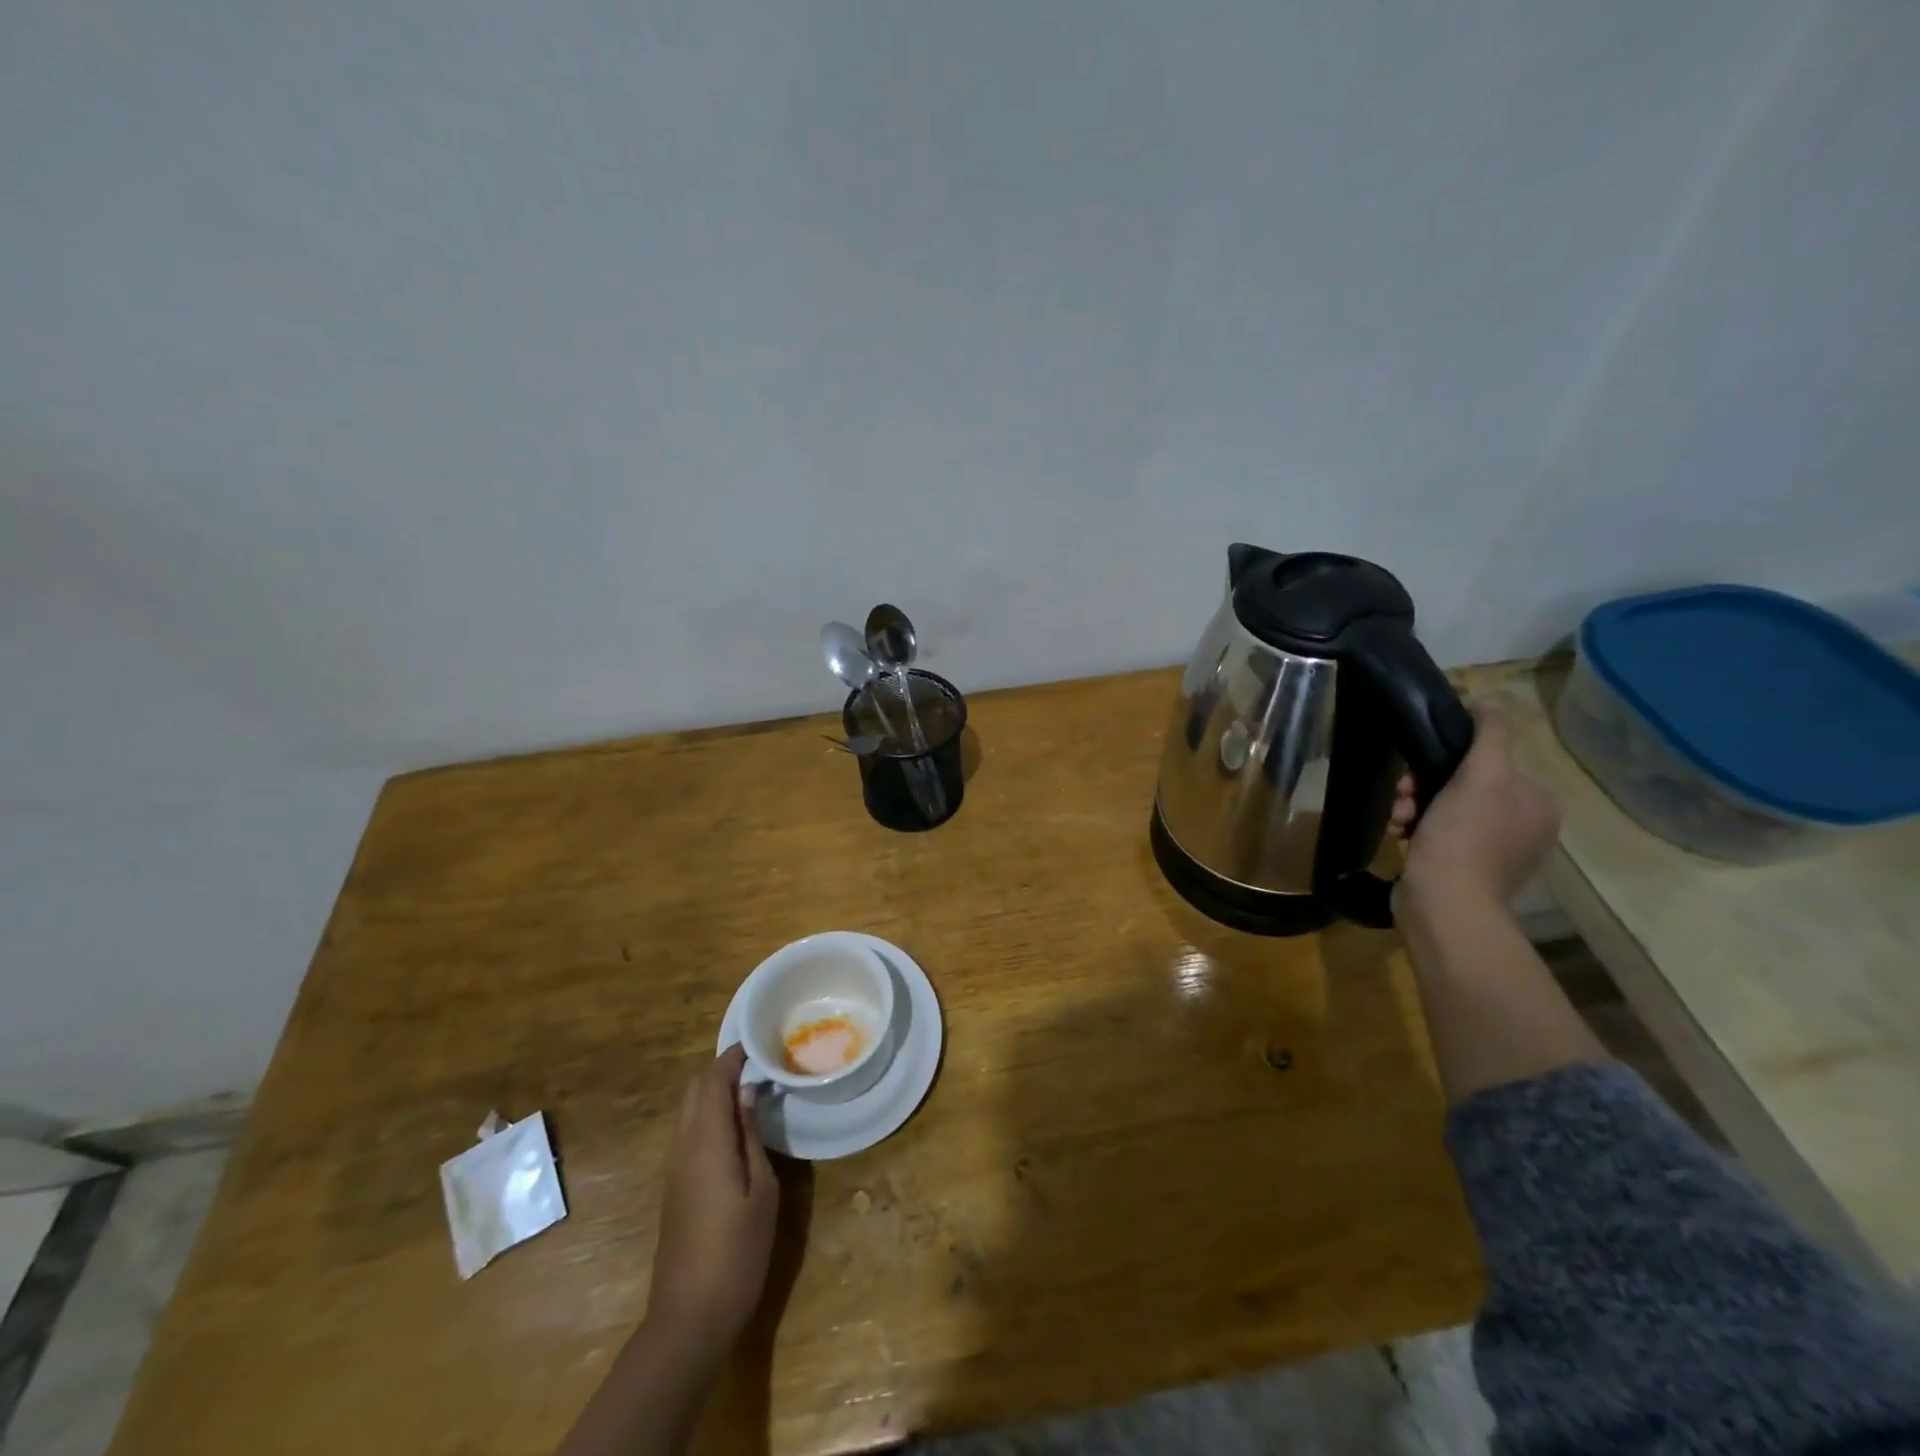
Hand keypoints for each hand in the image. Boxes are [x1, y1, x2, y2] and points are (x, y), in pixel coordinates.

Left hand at [644, 1046, 778, 1364]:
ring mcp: (673, 1167)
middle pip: (694, 1090)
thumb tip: (748, 1092)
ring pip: (688, 1109)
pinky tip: (735, 1126)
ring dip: (713, 1090)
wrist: (689, 1317)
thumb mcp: (762, 1190)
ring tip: (752, 1088)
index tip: (761, 1044)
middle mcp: (682, 1146)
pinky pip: (688, 1131)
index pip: (712, 1080)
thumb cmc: (737, 1252)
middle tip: (759, 1064)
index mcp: (705, 1141)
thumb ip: (751, 1135)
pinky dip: (708, 1114)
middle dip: (722, 1069)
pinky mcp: (674, 1186)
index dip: (733, 1057)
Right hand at [1388, 705, 1560, 910]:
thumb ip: (1490, 734)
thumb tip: (1489, 701)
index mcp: (1537, 802)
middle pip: (1462, 783)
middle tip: (1402, 797)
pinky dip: (1415, 828)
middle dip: (1423, 785)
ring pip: (1443, 806)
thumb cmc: (1463, 836)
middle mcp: (1522, 824)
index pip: (1489, 759)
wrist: (1443, 903)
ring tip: (1398, 820)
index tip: (1417, 770)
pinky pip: (1437, 832)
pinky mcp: (1465, 868)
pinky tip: (1399, 835)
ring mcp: (1494, 849)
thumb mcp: (1481, 776)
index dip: (1448, 758)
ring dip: (1412, 806)